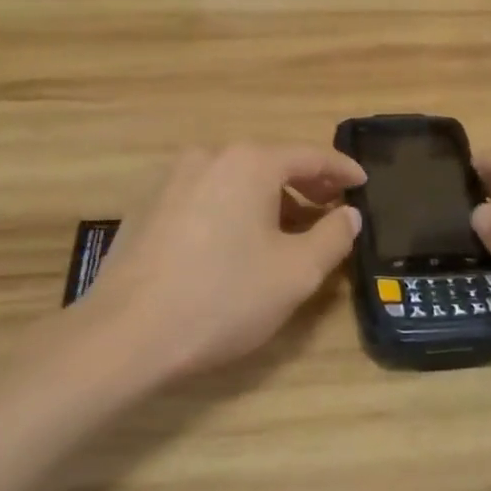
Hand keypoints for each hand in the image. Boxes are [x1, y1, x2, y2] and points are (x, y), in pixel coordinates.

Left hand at [74, 143, 364, 381]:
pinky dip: (232, 210)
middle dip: (305, 184)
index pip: (309, 156)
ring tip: (288, 229)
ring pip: (234, 181)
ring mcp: (170, 181)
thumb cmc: (224, 299)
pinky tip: (237, 243)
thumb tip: (349, 214)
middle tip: (332, 205)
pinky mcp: (146, 209)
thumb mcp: (296, 273)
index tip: (363, 182)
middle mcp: (207, 158)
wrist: (127, 335)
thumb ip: (332, 237)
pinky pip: (205, 198)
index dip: (342, 170)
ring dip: (268, 199)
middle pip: (269, 163)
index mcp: (248, 163)